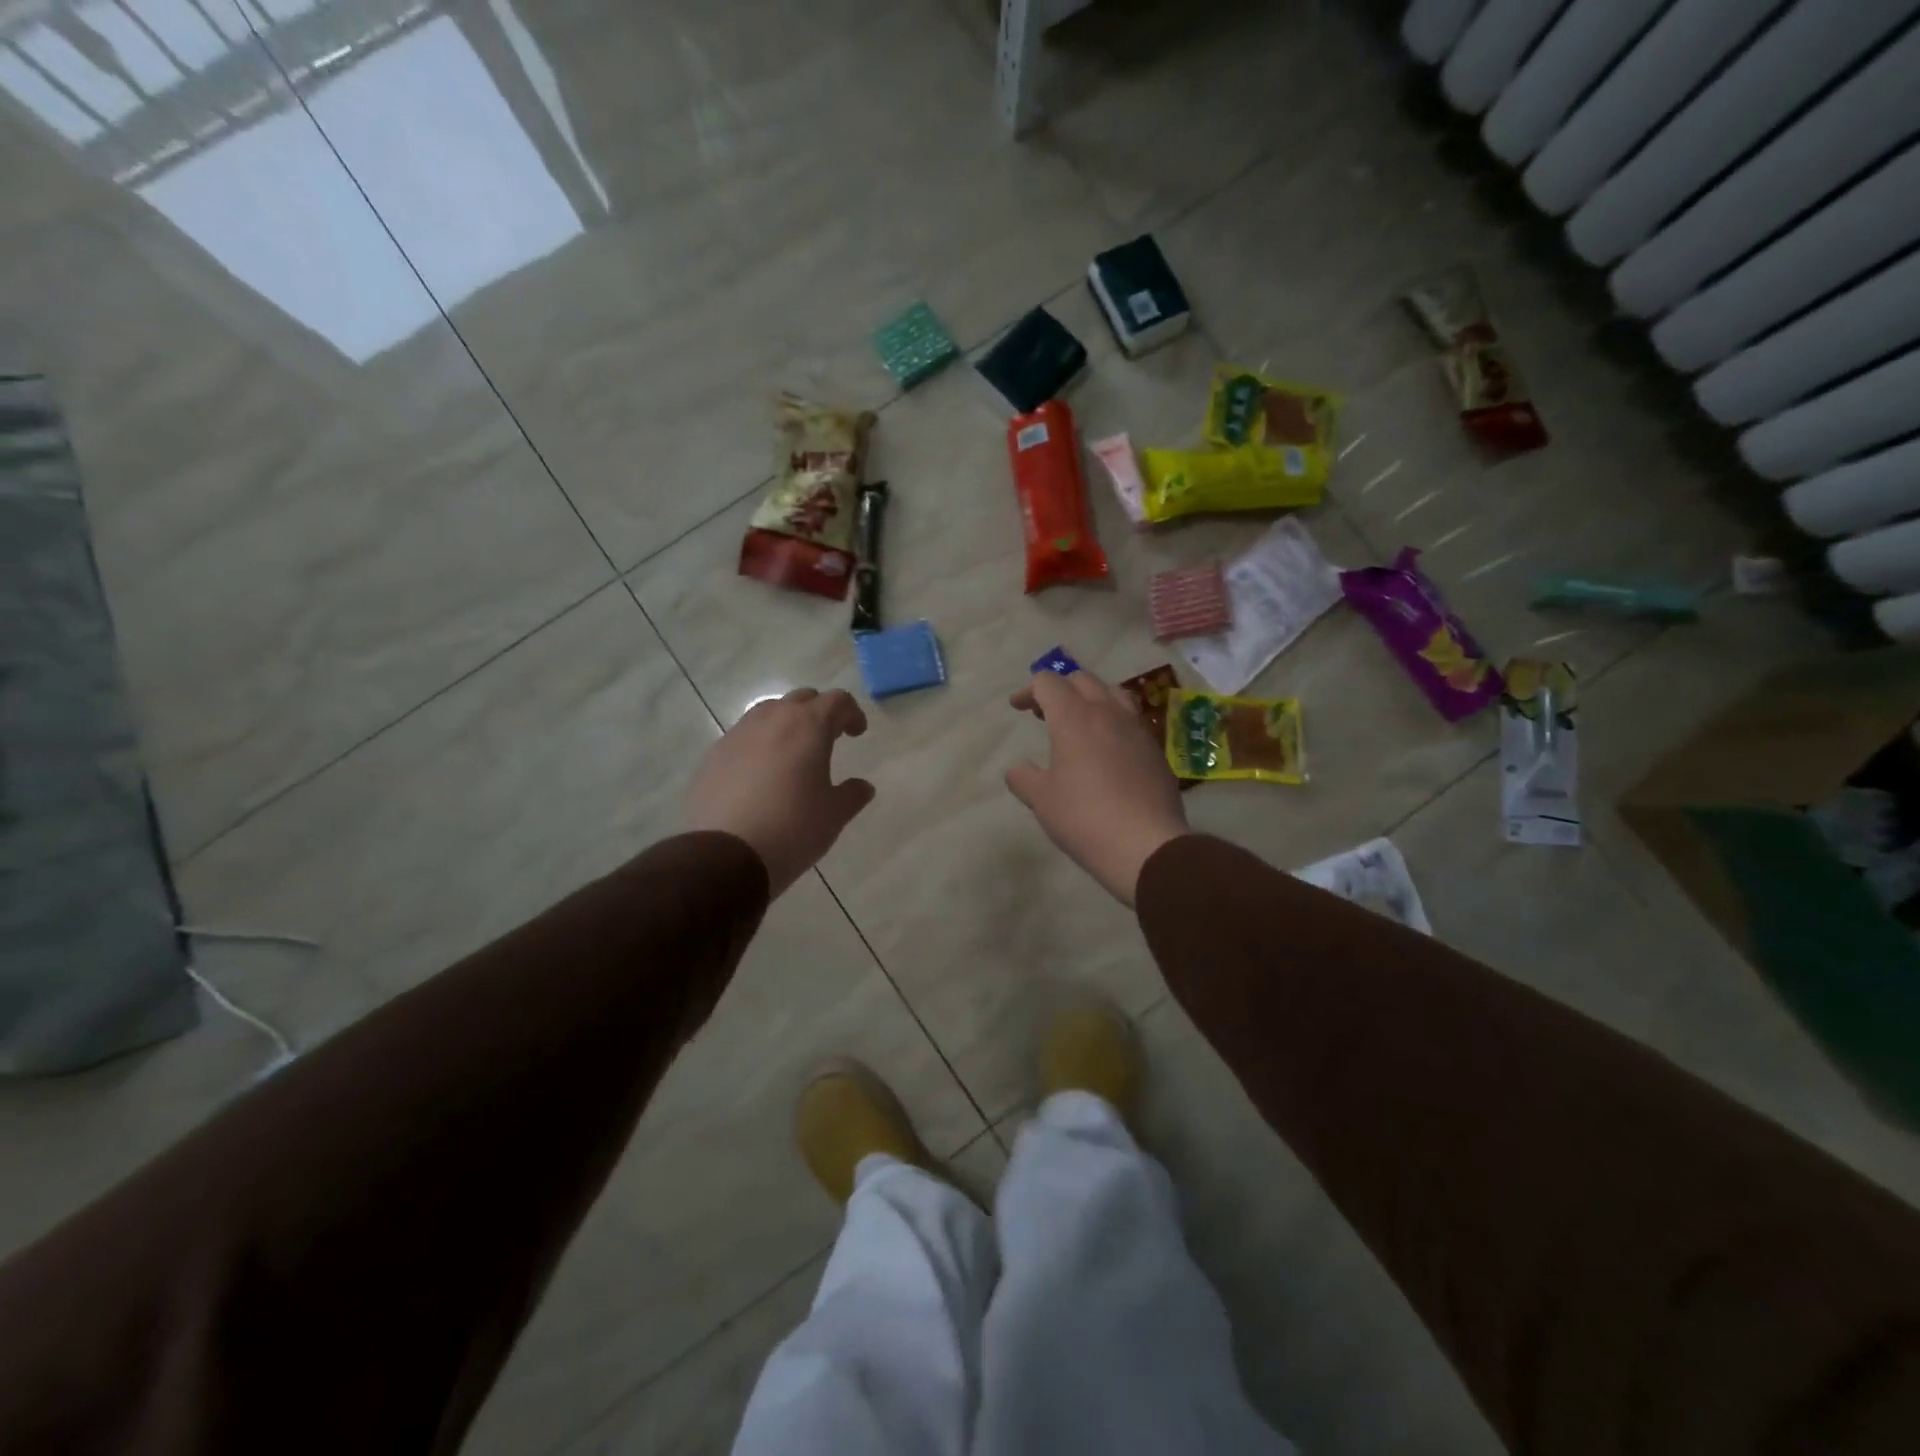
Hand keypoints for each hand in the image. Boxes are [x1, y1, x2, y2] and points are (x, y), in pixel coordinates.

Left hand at [688, 688, 875, 897]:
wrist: (726, 854)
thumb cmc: (792, 828)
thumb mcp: (834, 815)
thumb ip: (852, 795)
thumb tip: (863, 786)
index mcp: (808, 726)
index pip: (837, 701)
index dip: (851, 713)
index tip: (856, 733)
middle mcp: (771, 719)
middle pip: (800, 699)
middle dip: (818, 712)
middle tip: (827, 738)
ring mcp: (737, 735)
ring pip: (767, 713)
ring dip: (785, 724)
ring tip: (791, 754)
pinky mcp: (713, 755)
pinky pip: (742, 738)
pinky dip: (758, 745)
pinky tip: (759, 775)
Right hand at [1006, 669, 1189, 905]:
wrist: (1146, 845)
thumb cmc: (1084, 818)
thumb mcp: (1042, 800)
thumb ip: (1024, 779)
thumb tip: (1017, 770)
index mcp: (1074, 718)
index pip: (1048, 683)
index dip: (1028, 690)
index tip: (1017, 707)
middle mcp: (1108, 713)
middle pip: (1082, 680)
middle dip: (1059, 689)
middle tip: (1044, 712)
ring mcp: (1137, 729)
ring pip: (1113, 693)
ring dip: (1091, 699)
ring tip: (1080, 722)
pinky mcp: (1155, 750)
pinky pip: (1131, 720)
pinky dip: (1112, 722)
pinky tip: (1107, 749)